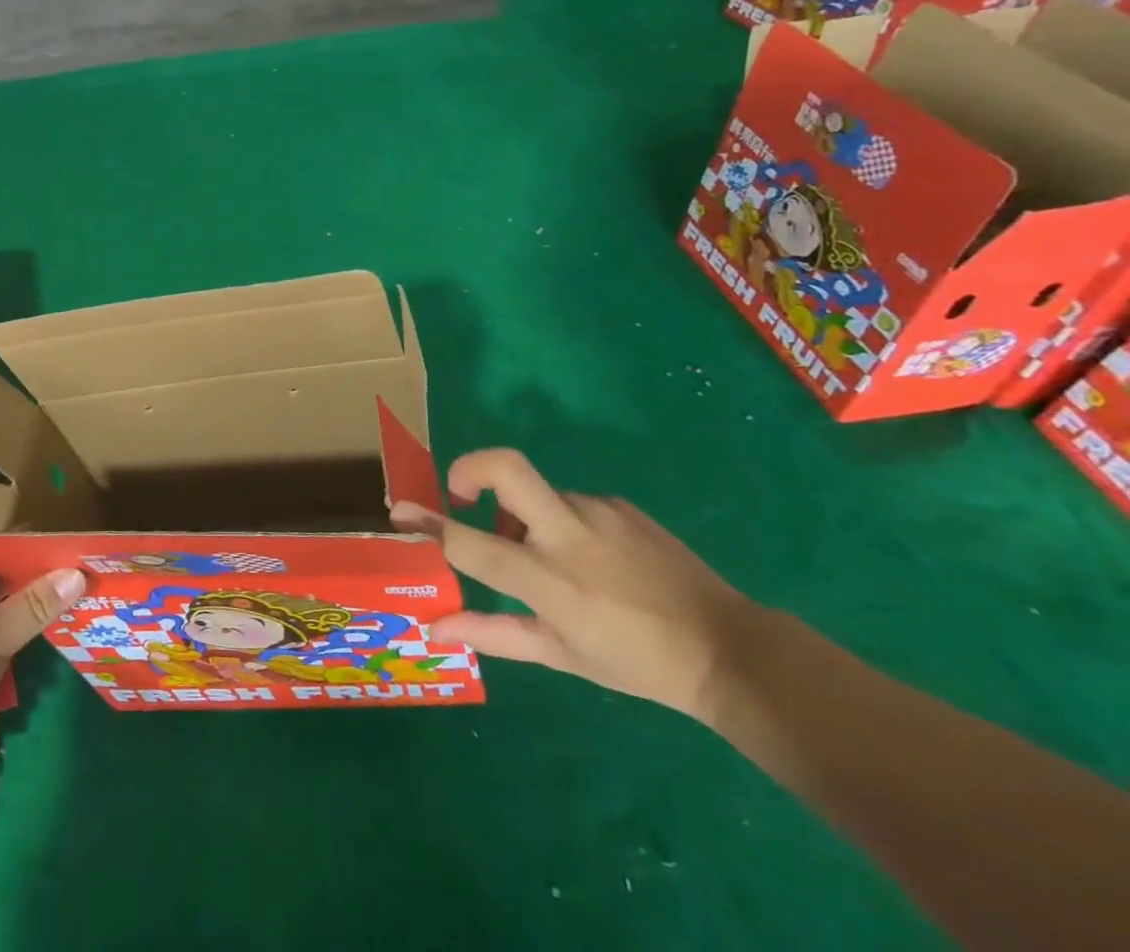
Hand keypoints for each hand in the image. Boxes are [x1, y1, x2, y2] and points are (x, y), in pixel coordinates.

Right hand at [390, 449, 761, 722]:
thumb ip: (491, 633)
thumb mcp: (558, 655)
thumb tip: (433, 628)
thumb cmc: (635, 663)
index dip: (429, 524)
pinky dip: (560, 522)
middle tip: (461, 495)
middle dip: (468, 469)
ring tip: (547, 558)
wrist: (729, 650)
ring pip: (536, 492)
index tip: (400, 511)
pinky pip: (569, 502)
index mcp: (549, 581)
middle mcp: (568, 534)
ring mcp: (598, 511)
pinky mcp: (619, 504)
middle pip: (504, 467)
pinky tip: (590, 559)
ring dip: (523, 515)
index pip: (471, 543)